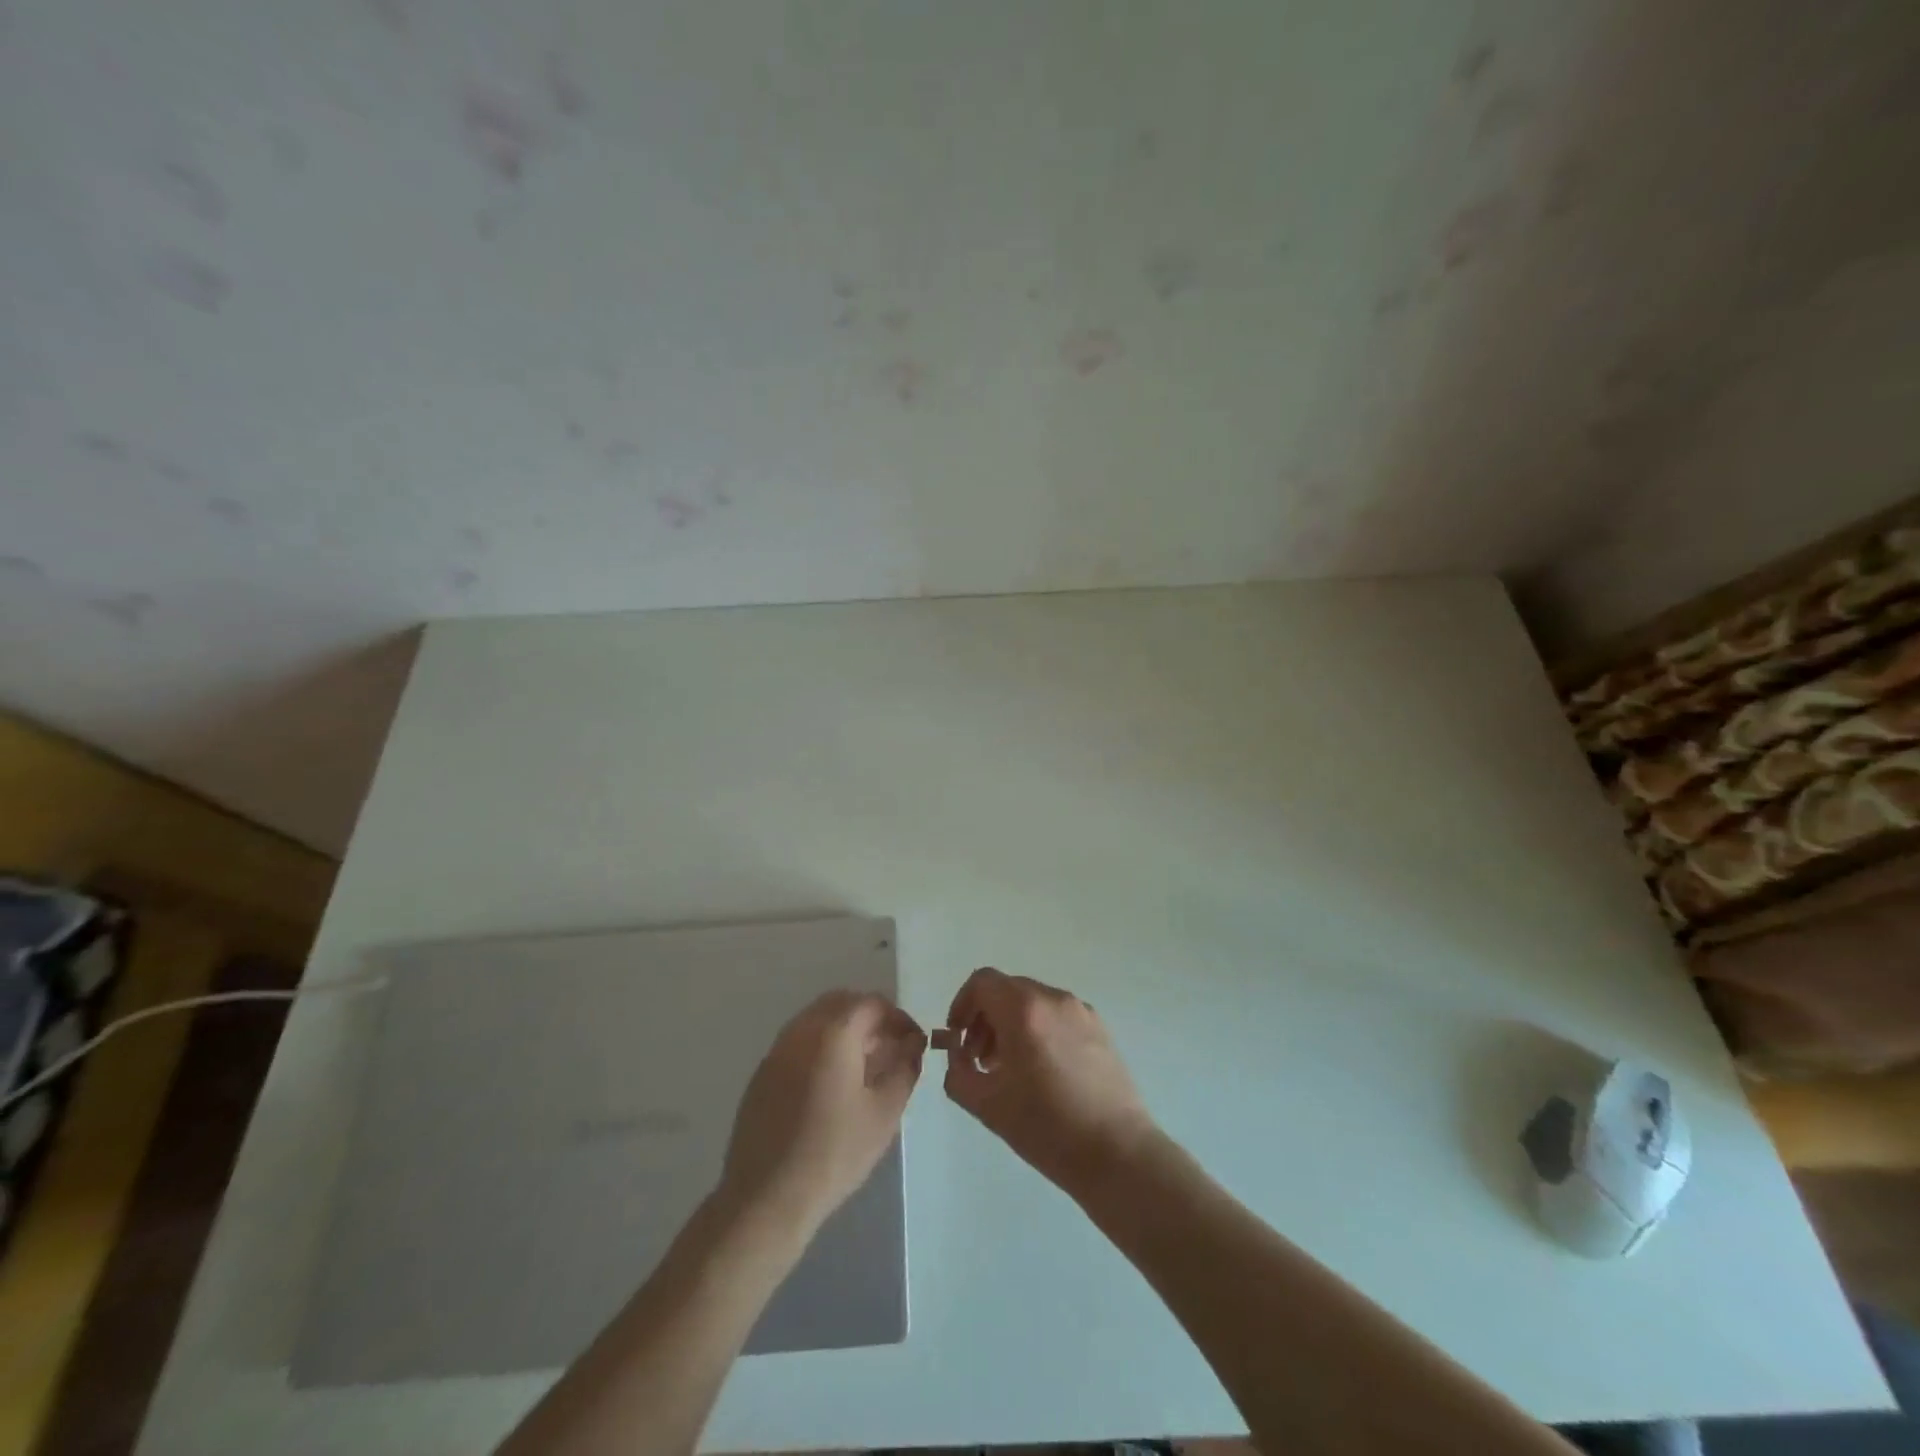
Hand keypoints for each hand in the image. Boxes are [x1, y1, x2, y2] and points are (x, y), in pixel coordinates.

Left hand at [718, 991, 925, 1235]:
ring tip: (865, 1066)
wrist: (766, 1198)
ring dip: (844, 1030)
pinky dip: (821, 1046)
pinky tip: (832, 1084)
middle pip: (842, 1003)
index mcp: (834, 1033)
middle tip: (890, 1048)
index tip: (913, 1043)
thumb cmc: (834, 1153)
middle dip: (870, 1018)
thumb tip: (913, 1044)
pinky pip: (798, 1042)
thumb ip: (904, 1069)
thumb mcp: (885, 1113)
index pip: (872, 1003)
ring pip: (817, 1019)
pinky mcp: (763, 1073)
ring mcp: (777, 1050)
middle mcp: (802, 1030)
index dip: (898, 1018)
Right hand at [942, 968, 1155, 1194]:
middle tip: (979, 1060)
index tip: (958, 1038)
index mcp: (1024, 1009)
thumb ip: (958, 1071)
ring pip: (1032, 1002)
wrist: (1116, 1152)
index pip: (982, 982)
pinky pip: (1056, 1015)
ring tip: (1008, 1069)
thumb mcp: (986, 1104)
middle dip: (985, 1018)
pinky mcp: (1100, 1028)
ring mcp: (1081, 1011)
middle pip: (1007, 990)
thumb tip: (957, 1053)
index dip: (962, 1005)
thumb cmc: (1046, 1127)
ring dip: (1011, 1025)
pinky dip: (1038, 1030)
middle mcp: (1053, 998)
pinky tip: (1041, 1072)